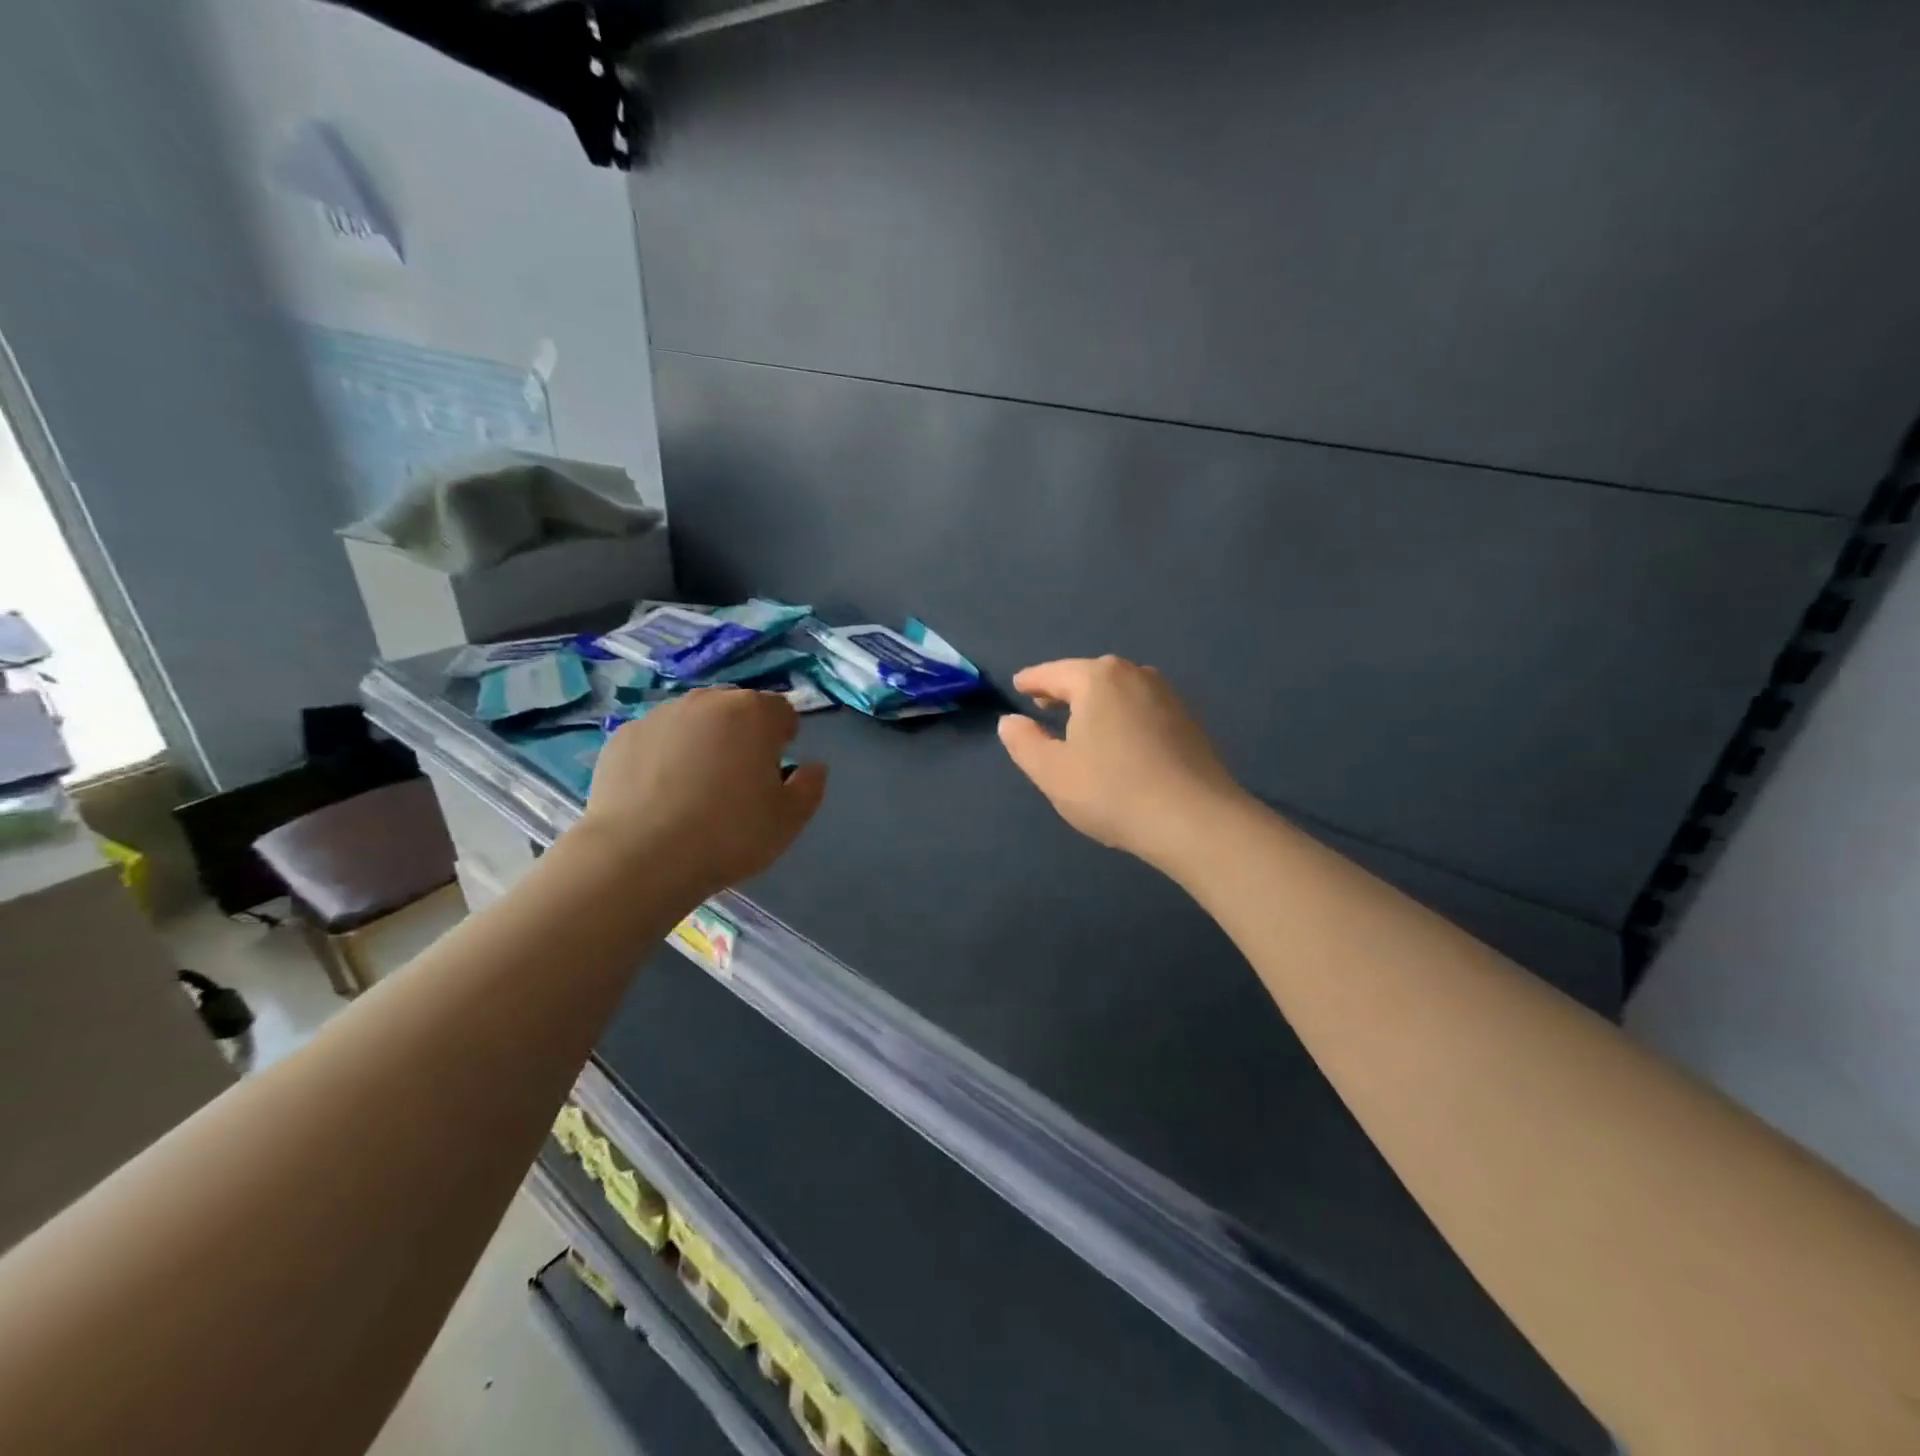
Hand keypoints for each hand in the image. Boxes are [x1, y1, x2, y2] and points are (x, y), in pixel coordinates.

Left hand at [575, 688, 826, 898]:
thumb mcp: (789, 819)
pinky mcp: (622, 736)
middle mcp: (706, 701)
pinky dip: (662, 757)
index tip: (776, 771)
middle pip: (735, 710)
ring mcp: (659, 715)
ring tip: (693, 790)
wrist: (640, 857)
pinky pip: (656, 740)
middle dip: (742, 735)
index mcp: (753, 713)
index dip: (783, 739)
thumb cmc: (729, 834)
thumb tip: (813, 767)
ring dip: (701, 743)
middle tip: (737, 781)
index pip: (781, 711)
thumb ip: (810, 786)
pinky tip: (658, 795)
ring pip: (693, 722)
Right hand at [998, 656, 1246, 869]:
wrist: (1194, 820)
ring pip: (1118, 690)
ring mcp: (1167, 695)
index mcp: (1097, 679)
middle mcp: (1135, 675)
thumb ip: (1024, 742)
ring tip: (1079, 722)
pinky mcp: (1188, 720)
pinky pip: (1141, 707)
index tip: (1017, 686)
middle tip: (1043, 704)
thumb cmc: (1112, 791)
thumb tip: (1011, 721)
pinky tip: (1118, 739)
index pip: (1053, 673)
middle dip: (1064, 689)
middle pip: (1089, 676)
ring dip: (1095, 702)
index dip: (1031, 681)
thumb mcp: (1052, 771)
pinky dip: (1121, 715)